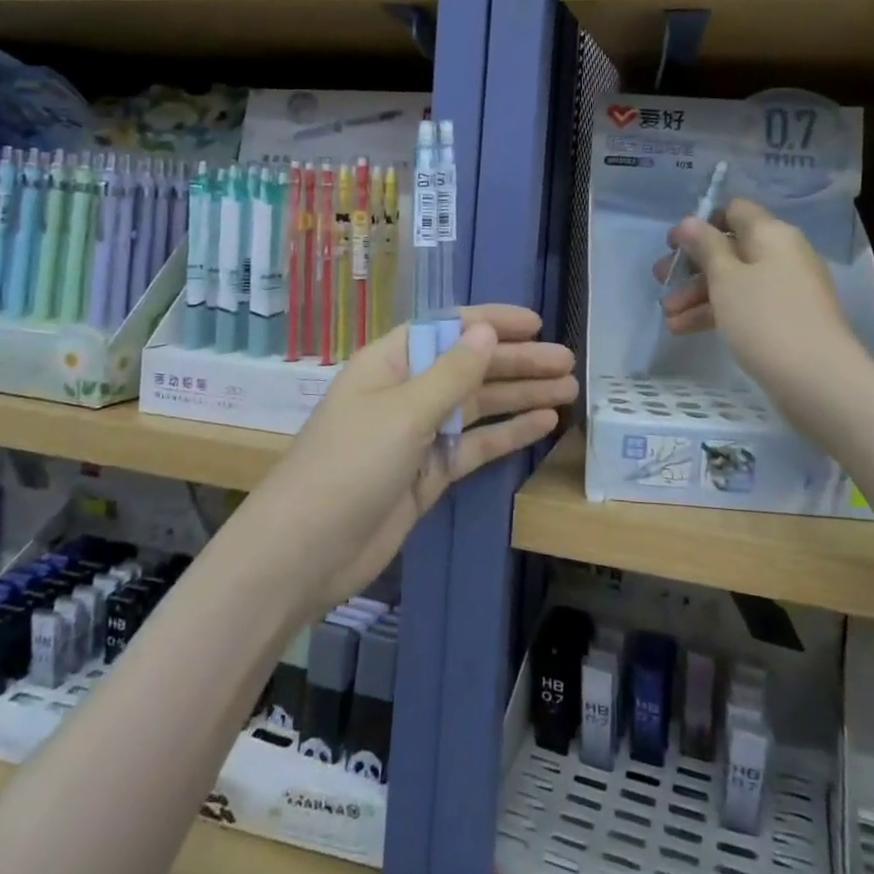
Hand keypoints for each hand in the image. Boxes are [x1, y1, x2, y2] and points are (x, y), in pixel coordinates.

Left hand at [238, 304, 576, 608]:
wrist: (306, 551)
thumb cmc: (350, 465)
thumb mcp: (404, 412)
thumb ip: (451, 373)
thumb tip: (486, 329)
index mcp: (391, 363)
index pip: (447, 329)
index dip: (491, 322)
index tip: (536, 323)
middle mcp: (406, 391)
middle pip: (469, 367)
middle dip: (517, 362)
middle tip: (567, 361)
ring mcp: (418, 434)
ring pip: (477, 405)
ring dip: (520, 395)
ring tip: (568, 389)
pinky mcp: (429, 472)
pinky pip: (475, 444)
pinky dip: (507, 433)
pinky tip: (543, 424)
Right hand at [655, 197, 858, 411]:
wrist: (818, 381)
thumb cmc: (766, 319)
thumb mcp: (726, 278)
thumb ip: (706, 247)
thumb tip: (691, 221)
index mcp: (771, 235)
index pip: (734, 211)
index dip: (701, 223)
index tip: (673, 244)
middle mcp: (782, 255)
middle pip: (730, 248)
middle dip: (692, 265)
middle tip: (660, 280)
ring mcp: (785, 289)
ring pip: (734, 281)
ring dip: (697, 294)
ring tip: (667, 316)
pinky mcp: (784, 320)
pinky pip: (744, 306)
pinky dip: (716, 313)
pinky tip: (684, 330)